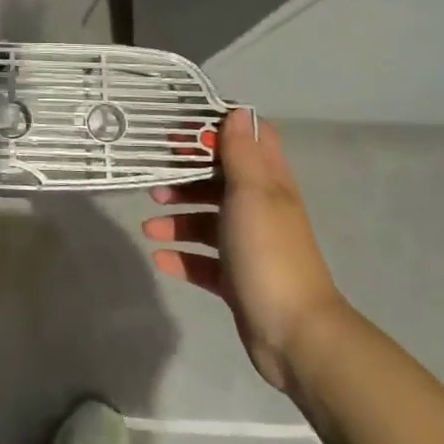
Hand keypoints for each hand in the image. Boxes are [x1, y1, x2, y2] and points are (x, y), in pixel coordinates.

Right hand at [142, 111, 345, 391]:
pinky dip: (181, 256)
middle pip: (219, 181)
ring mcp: (248, 246)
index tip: (181, 131)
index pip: (248, 142)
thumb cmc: (268, 252)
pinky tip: (160, 258)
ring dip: (177, 219)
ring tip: (149, 225)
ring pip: (207, 221)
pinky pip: (202, 261)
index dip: (217, 131)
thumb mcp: (252, 193)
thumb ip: (240, 153)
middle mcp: (260, 210)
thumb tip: (237, 110)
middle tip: (154, 181)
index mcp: (269, 184)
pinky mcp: (236, 279)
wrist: (294, 333)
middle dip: (186, 178)